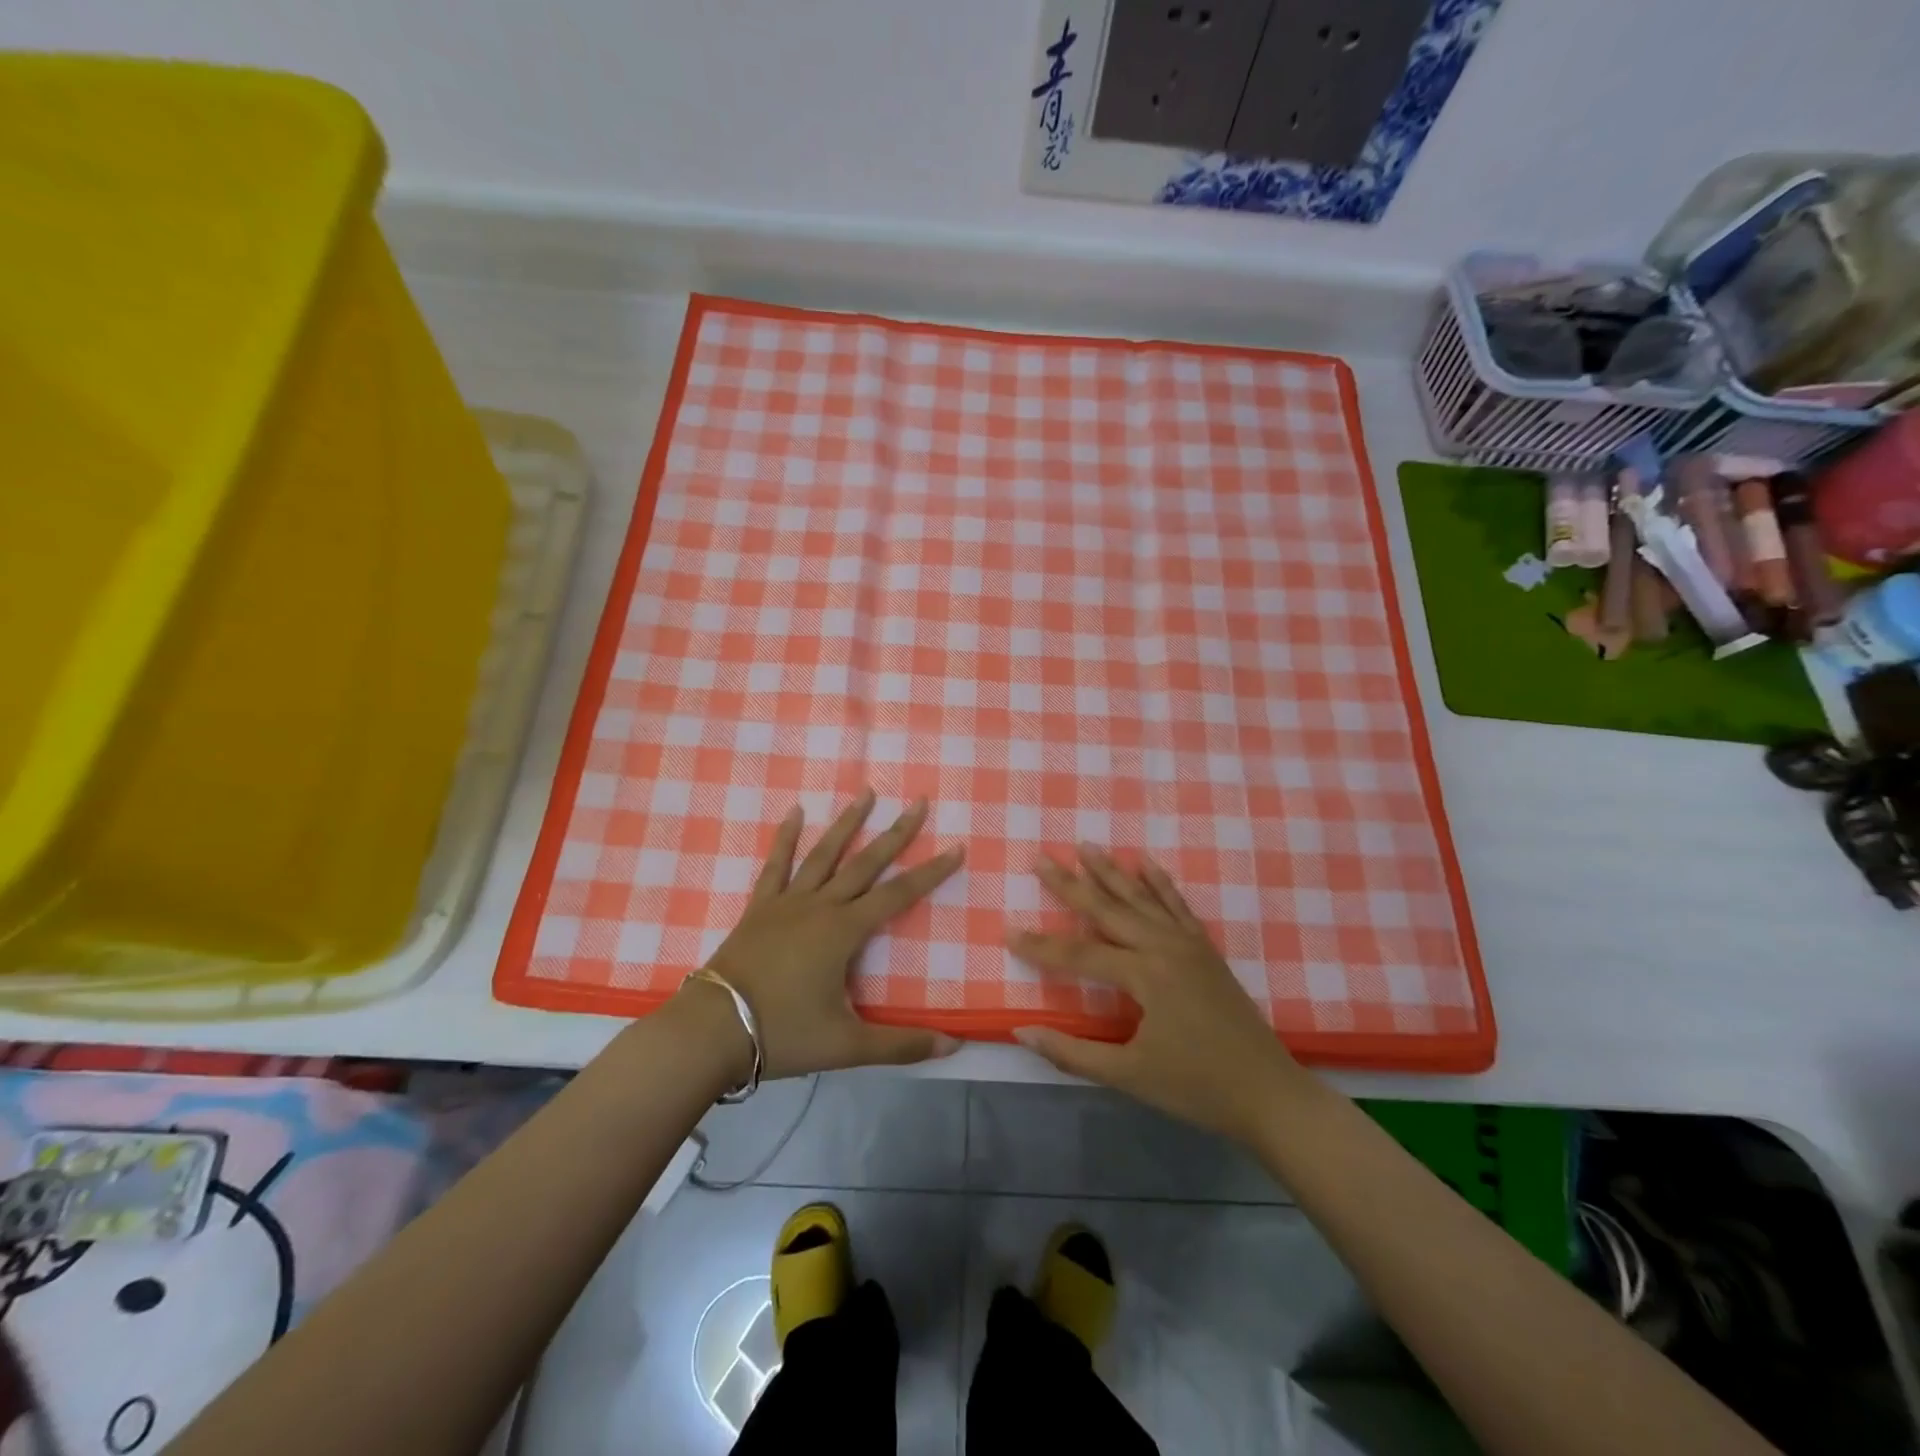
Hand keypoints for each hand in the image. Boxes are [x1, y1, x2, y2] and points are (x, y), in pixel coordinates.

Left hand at [684, 789, 965, 1079]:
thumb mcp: (847, 1045)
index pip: (899, 895)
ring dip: (847, 823)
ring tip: (866, 793)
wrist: (712, 1031)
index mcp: (844, 931)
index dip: (931, 872)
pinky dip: (786, 837)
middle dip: (896, 833)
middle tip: (918, 802)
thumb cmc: (783, 1034)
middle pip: (866, 863)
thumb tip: (955, 1047)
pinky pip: (776, 865)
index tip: (956, 847)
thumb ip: (902, 1045)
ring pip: (824, 854)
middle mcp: (820, 906)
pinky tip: (795, 812)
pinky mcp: (760, 908)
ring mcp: (787, 902)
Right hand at [1008, 847, 1304, 1144]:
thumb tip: (1021, 1032)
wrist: (1269, 1093)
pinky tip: (1145, 863)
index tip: (1007, 932)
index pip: (1079, 954)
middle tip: (1040, 859)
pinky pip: (1177, 905)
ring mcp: (1188, 944)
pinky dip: (1159, 882)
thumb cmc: (1197, 1088)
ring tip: (1085, 846)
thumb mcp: (1130, 1076)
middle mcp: (1164, 947)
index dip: (1040, 946)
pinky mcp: (1205, 949)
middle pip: (1107, 909)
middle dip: (1071, 884)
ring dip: (1111, 871)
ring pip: (1141, 898)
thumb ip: (1073, 1053)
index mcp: (1144, 975)